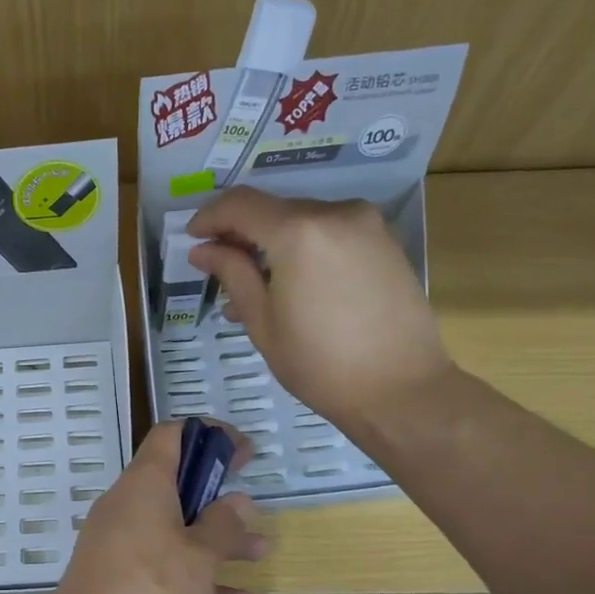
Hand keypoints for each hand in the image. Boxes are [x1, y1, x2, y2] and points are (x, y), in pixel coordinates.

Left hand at [35, 422, 265, 593]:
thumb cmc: (149, 591)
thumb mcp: (199, 557)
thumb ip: (223, 526)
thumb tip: (238, 502)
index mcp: (143, 486)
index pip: (172, 437)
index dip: (210, 435)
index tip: (243, 452)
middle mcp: (126, 507)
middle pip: (176, 486)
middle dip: (219, 498)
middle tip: (253, 509)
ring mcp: (117, 544)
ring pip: (174, 531)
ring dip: (217, 542)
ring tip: (261, 555)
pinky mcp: (115, 578)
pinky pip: (161, 567)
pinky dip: (196, 577)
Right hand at [187, 187, 451, 429]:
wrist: (401, 389)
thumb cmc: (320, 364)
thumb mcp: (262, 322)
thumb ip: (232, 274)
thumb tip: (203, 249)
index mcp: (299, 231)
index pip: (240, 204)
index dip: (209, 217)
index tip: (192, 239)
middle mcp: (335, 213)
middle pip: (274, 209)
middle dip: (242, 234)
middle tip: (220, 269)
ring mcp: (366, 224)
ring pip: (303, 221)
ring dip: (273, 245)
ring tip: (255, 289)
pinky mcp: (385, 242)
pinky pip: (330, 234)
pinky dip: (304, 250)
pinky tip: (293, 286)